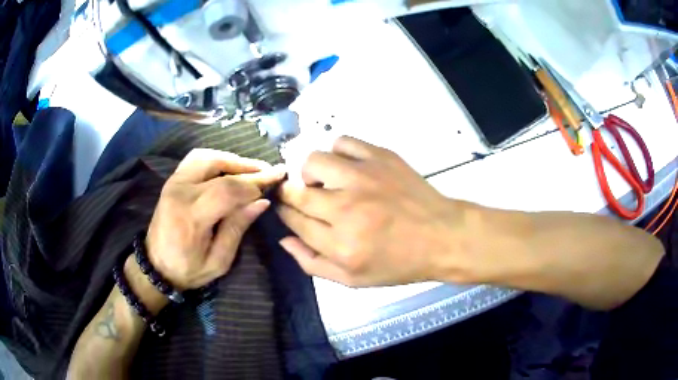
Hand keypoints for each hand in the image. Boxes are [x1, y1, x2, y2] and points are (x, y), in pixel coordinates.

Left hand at [146, 148, 284, 289]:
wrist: (156, 266)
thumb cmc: (188, 269)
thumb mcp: (218, 261)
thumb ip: (237, 229)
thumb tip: (262, 202)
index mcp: (191, 216)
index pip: (226, 190)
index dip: (253, 185)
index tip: (274, 183)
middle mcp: (180, 192)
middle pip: (217, 165)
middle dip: (247, 167)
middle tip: (268, 171)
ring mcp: (174, 182)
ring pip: (206, 156)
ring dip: (231, 159)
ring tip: (251, 169)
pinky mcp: (172, 180)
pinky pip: (196, 159)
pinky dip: (216, 159)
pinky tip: (229, 167)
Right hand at [277, 137, 466, 286]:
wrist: (443, 236)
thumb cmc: (399, 263)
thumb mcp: (353, 279)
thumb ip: (312, 263)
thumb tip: (284, 238)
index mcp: (340, 244)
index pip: (294, 220)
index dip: (285, 212)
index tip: (286, 209)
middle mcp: (347, 208)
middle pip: (297, 191)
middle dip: (290, 194)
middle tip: (302, 198)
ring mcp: (365, 178)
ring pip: (314, 161)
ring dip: (312, 173)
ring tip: (326, 183)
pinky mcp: (381, 157)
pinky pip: (343, 142)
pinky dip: (338, 153)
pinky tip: (347, 168)